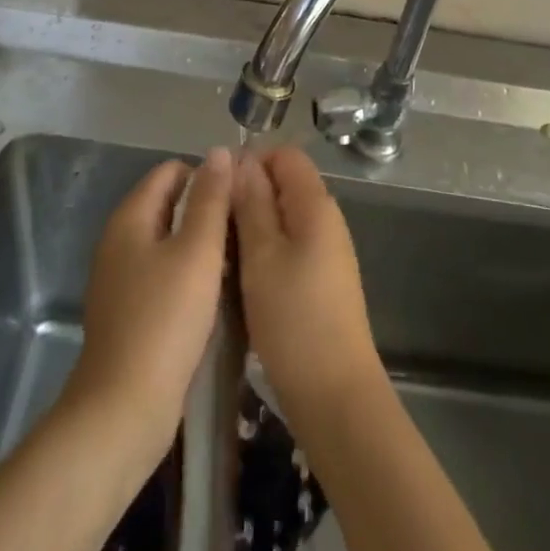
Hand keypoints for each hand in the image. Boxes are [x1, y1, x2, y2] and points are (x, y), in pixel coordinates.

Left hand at [68, 148, 233, 452]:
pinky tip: (215, 293)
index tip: (240, 194)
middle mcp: (120, 241)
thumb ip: (211, 199)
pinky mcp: (129, 313)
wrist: (122, 412)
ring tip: (238, 257)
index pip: (171, 171)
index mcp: (130, 218)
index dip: (207, 174)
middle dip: (207, 209)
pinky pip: (164, 274)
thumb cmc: (164, 321)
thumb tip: (220, 152)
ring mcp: (121, 279)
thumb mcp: (198, 252)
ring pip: (169, 242)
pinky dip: (188, 274)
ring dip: (201, 244)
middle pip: (170, 204)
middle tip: (245, 226)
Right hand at [232, 147, 387, 431]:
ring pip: (284, 219)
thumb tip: (241, 160)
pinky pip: (290, 247)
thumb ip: (251, 204)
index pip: (285, 155)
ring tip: (222, 252)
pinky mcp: (322, 281)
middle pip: (284, 185)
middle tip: (214, 224)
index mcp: (315, 204)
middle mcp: (326, 219)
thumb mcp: (262, 256)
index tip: (218, 189)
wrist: (335, 395)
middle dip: (248, 196)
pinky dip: (265, 252)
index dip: (251, 162)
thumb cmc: (294, 319)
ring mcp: (327, 252)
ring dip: (253, 227)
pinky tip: (243, 278)